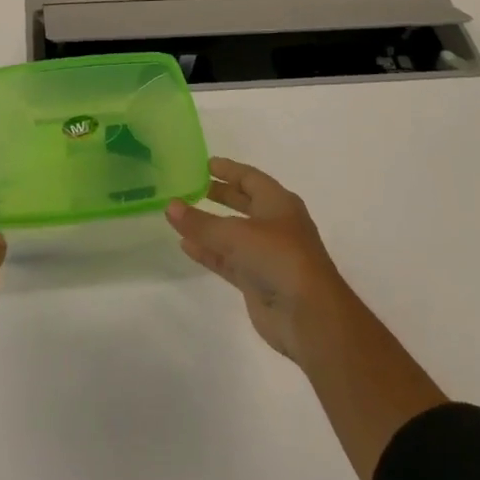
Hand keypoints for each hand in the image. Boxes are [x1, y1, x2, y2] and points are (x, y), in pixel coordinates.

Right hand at [165, 157, 351, 364]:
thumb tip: (170, 206)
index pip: (250, 178)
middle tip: (190, 187)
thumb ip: (201, 222)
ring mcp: (267, 254)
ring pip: (233, 234)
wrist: (309, 315)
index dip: (228, 170)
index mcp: (279, 203)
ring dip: (209, 226)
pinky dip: (209, 252)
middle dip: (219, 195)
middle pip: (243, 203)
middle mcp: (275, 225)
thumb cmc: (279, 258)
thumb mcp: (236, 234)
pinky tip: (185, 245)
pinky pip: (228, 260)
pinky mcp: (258, 281)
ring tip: (180, 216)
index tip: (203, 164)